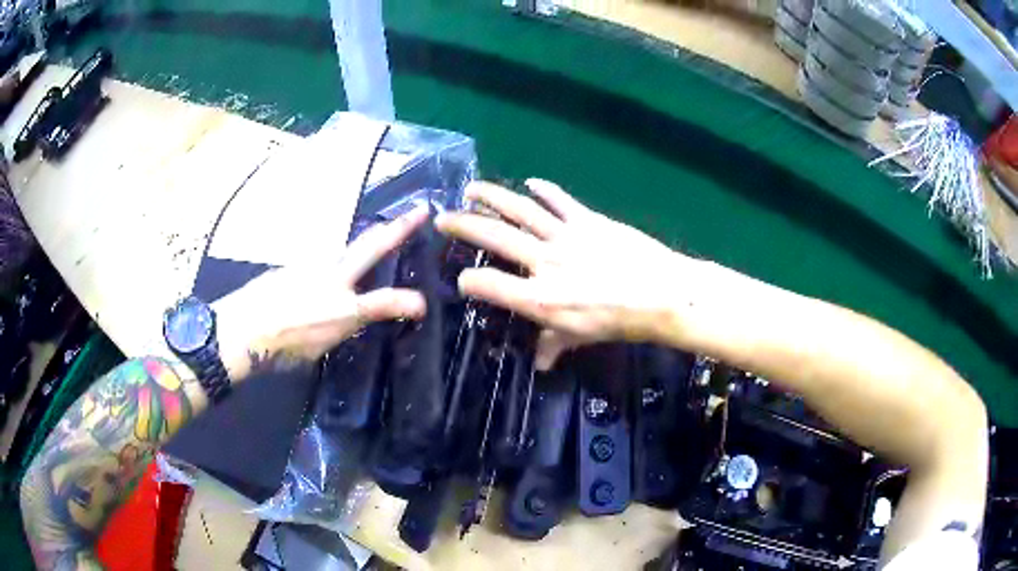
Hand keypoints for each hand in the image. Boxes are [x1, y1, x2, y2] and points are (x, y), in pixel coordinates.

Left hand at [215, 207, 428, 377]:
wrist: (240, 329)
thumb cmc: (280, 349)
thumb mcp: (319, 350)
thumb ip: (341, 328)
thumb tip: (350, 316)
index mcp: (343, 308)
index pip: (385, 301)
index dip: (408, 303)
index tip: (422, 305)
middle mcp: (332, 279)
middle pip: (371, 247)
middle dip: (399, 228)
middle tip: (420, 211)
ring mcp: (312, 266)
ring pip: (345, 250)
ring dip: (366, 241)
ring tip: (383, 234)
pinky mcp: (295, 265)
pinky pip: (321, 263)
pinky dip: (331, 267)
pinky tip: (319, 282)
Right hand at [436, 179, 688, 369]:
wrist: (662, 294)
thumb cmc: (620, 322)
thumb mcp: (582, 338)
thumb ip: (553, 346)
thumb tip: (540, 364)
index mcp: (539, 297)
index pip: (489, 285)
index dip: (470, 282)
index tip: (463, 280)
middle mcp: (544, 262)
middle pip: (495, 237)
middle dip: (463, 225)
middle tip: (442, 217)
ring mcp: (565, 236)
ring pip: (521, 210)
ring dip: (493, 197)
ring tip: (471, 189)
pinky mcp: (587, 220)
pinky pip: (560, 201)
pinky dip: (544, 189)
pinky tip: (531, 182)